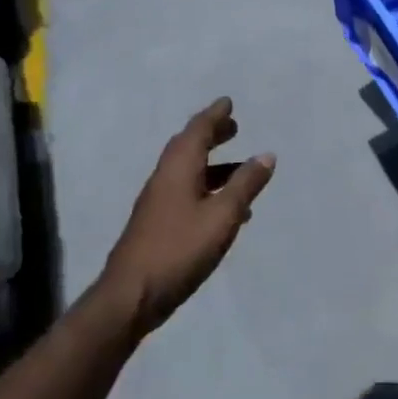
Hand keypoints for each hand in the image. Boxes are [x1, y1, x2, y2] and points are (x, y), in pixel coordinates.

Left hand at [93, 98, 275, 335]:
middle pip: (188, 148)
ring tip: (240, 168)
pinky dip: (209, 189)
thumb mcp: (223, 216)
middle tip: (233, 127)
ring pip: (188, 172)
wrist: (131, 295)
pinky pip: (188, 193)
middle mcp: (165, 179)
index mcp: (178, 170)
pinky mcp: (159, 224)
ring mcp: (158, 203)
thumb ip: (245, 185)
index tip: (228, 103)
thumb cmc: (180, 249)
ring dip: (213, 164)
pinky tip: (228, 209)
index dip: (214, 116)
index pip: (197, 132)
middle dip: (211, 135)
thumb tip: (266, 155)